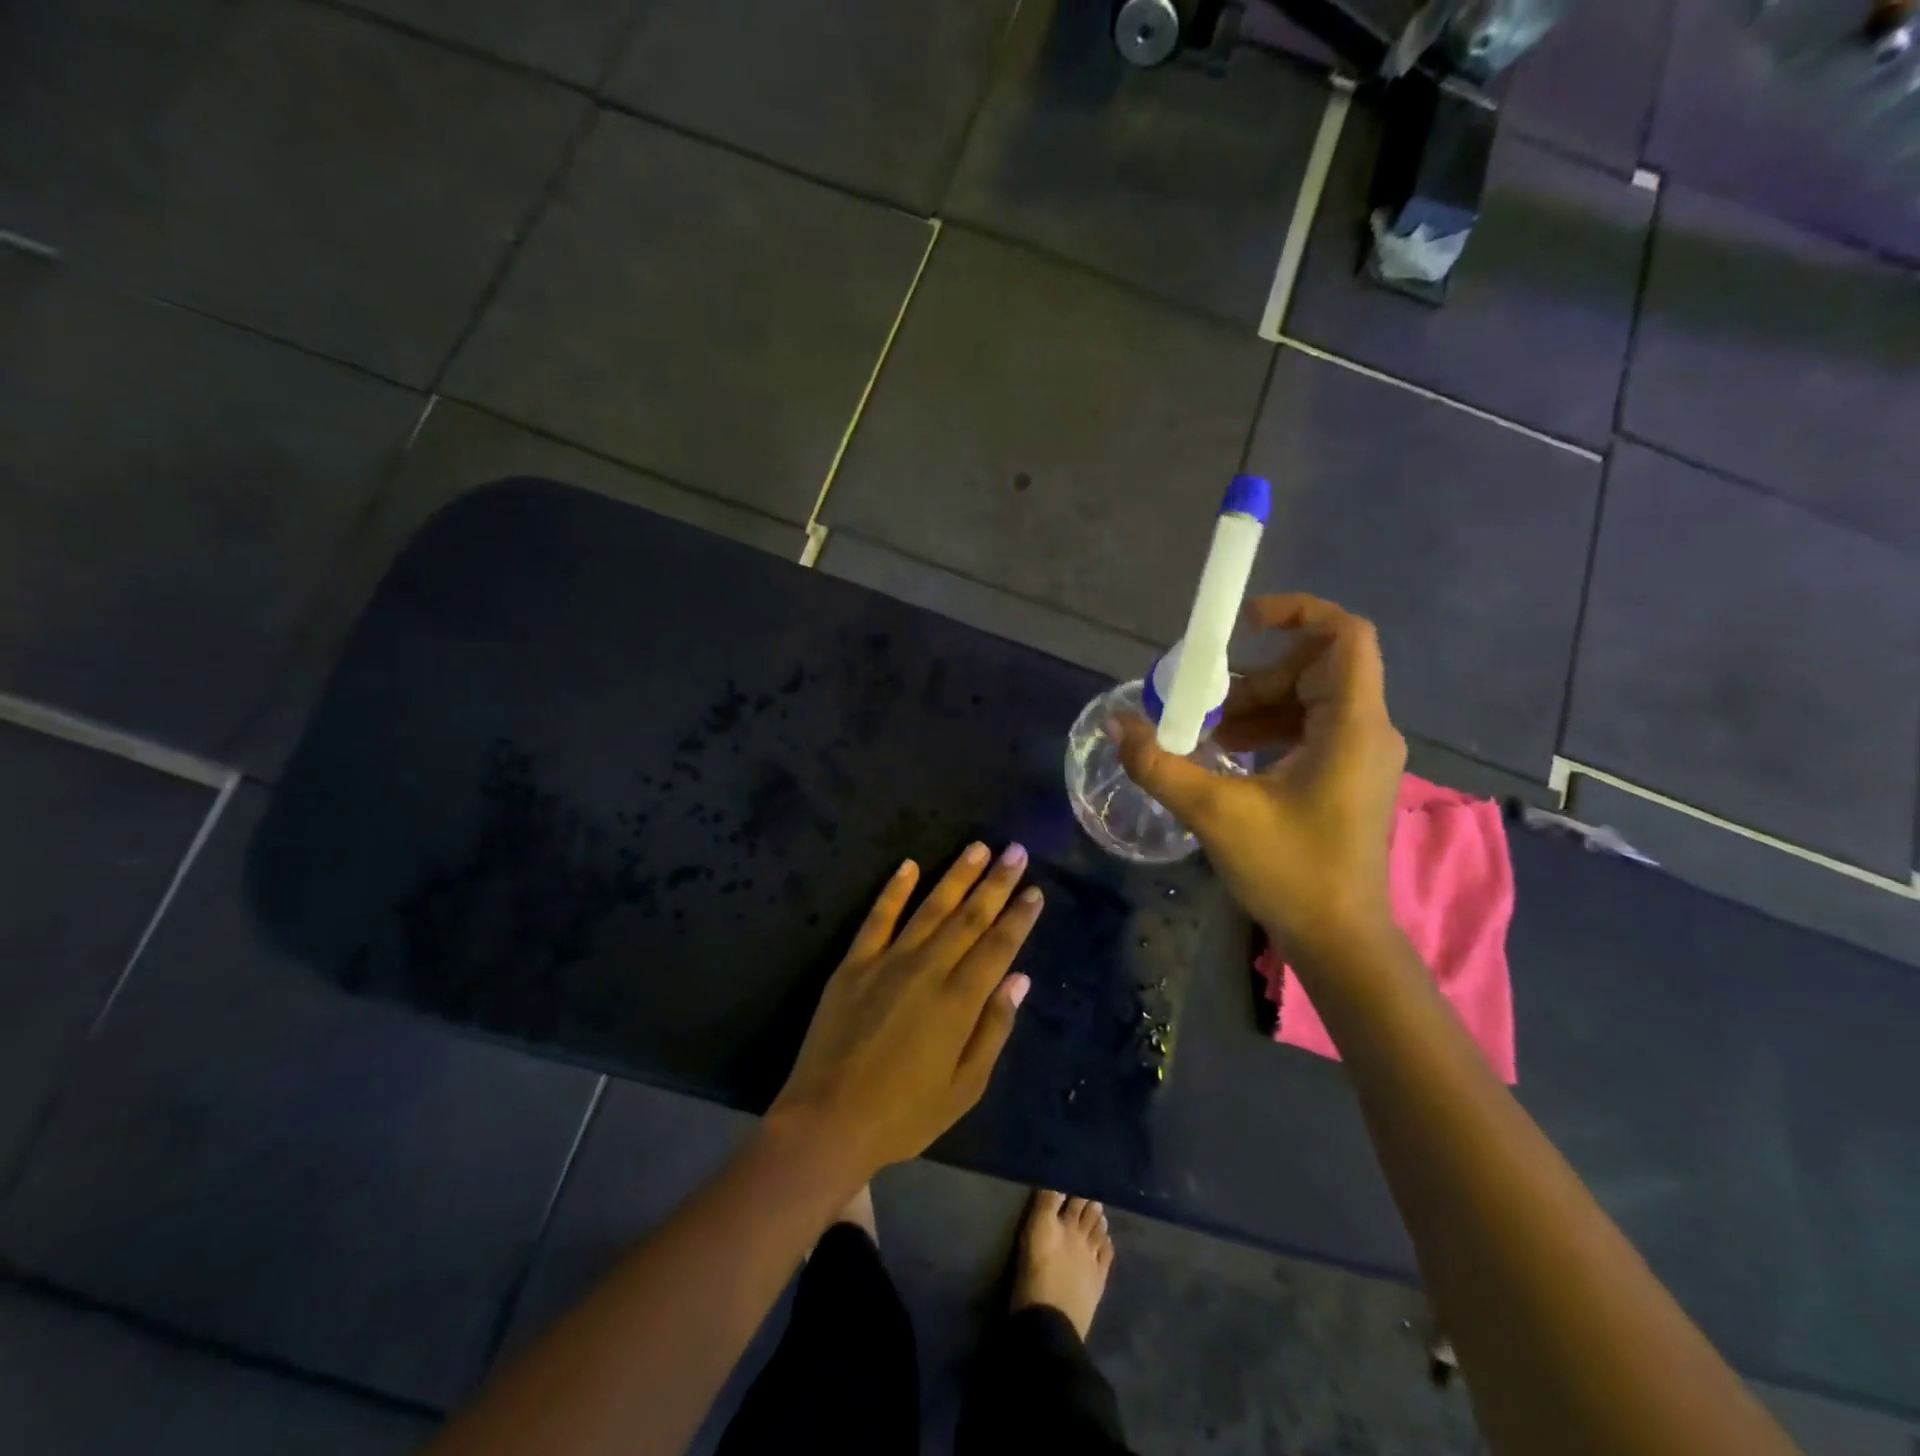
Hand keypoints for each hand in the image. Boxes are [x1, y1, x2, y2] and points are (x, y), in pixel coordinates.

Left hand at [768, 843, 1042, 1178]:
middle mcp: (927, 970)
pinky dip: (894, 889)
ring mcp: (887, 961)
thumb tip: (1019, 979)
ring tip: (978, 847)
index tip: (1034, 890)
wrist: (827, 1120)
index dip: (1019, 917)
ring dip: (956, 875)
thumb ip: (993, 1029)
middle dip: (996, 882)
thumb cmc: (903, 1114)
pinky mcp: (853, 963)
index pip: (998, 946)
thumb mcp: (964, 1088)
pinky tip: (908, 864)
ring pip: (930, 907)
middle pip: (968, 917)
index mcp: (958, 1002)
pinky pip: (878, 917)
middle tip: (1016, 851)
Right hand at [1115, 594, 1404, 950]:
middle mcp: (1367, 731)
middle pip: (1315, 668)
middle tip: (1207, 705)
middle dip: (1256, 677)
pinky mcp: (1348, 779)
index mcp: (1352, 726)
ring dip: (1256, 707)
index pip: (1345, 636)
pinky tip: (1230, 759)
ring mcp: (1361, 757)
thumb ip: (1159, 764)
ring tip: (1208, 736)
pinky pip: (1310, 730)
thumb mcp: (1215, 813)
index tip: (1243, 622)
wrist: (1341, 942)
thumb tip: (1115, 724)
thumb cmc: (1291, 871)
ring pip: (1310, 700)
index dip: (1298, 613)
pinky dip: (1270, 731)